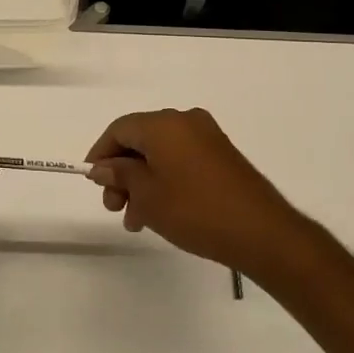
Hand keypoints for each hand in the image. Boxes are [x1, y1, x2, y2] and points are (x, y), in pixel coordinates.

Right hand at [85, 108, 321, 276]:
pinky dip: (164, 180)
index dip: (101, 154)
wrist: (261, 232)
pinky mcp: (222, 156)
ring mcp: (208, 137)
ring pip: (160, 154)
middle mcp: (186, 121)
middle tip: (114, 207)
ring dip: (142, 182)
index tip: (92, 182)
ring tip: (136, 220)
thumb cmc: (195, 210)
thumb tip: (103, 167)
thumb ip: (120, 175)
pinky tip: (160, 212)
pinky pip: (181, 161)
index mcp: (164, 124)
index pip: (120, 128)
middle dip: (122, 173)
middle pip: (140, 140)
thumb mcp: (147, 195)